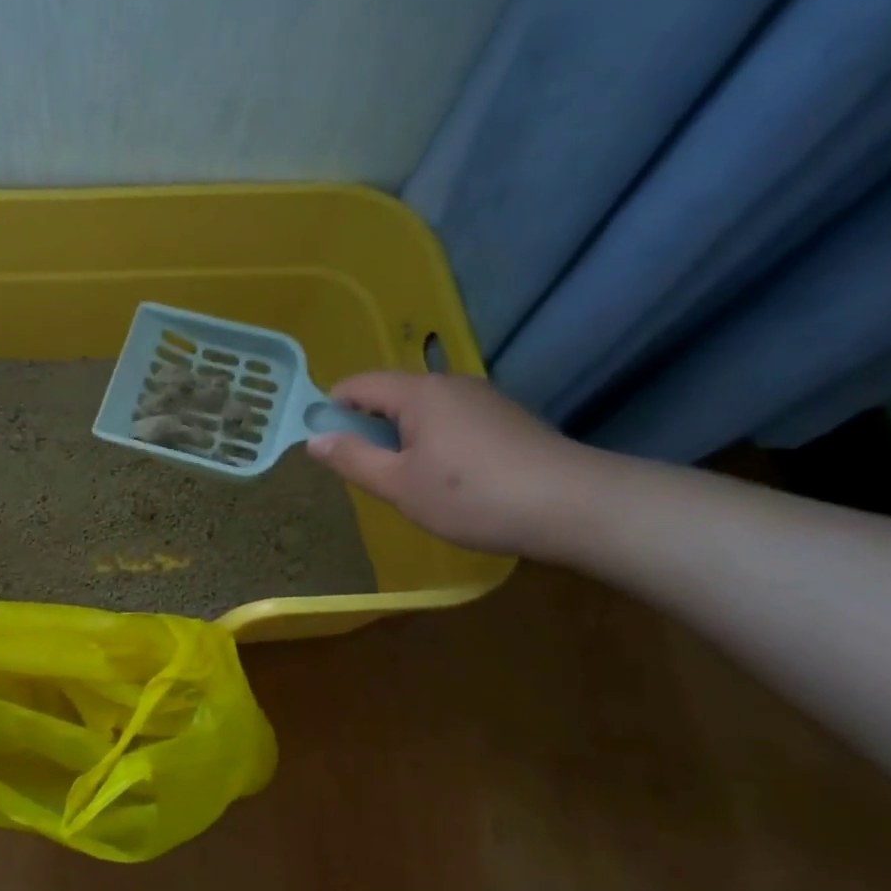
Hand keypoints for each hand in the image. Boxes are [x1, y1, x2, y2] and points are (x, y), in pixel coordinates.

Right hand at [304, 372, 606, 558]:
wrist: (576, 506)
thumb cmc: (473, 496)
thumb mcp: (399, 485)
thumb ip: (352, 459)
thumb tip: (314, 440)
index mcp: (418, 392)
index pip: (357, 385)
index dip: (331, 410)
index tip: (325, 446)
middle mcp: (450, 384)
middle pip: (390, 395)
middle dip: (368, 428)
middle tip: (367, 472)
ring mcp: (483, 399)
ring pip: (423, 410)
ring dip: (402, 437)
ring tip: (408, 481)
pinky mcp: (507, 419)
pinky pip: (452, 420)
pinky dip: (435, 441)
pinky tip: (450, 479)